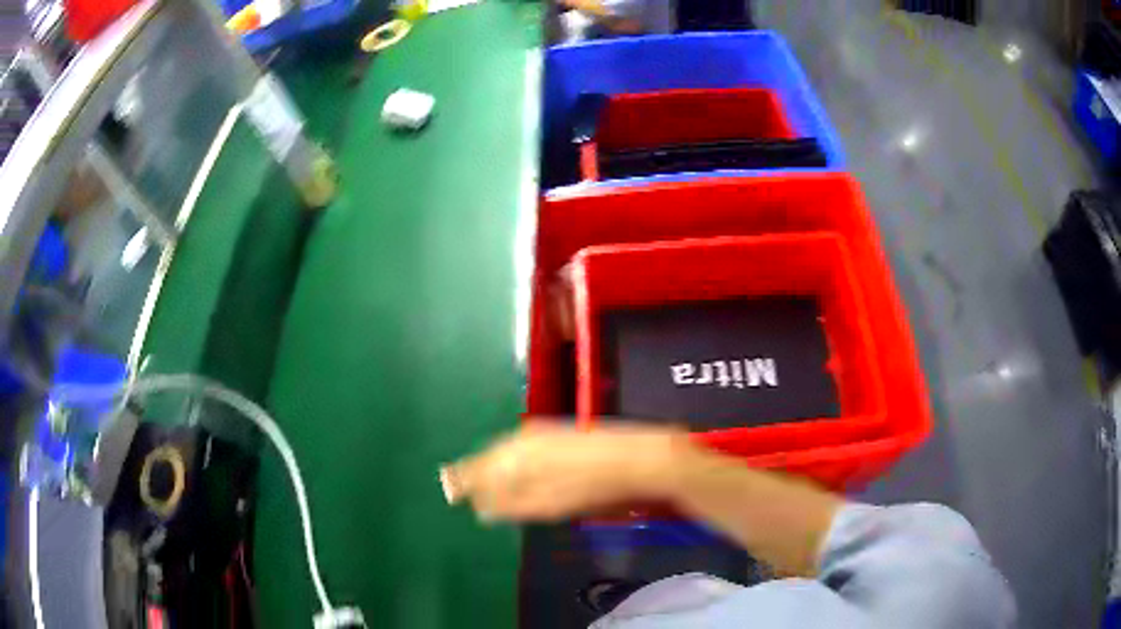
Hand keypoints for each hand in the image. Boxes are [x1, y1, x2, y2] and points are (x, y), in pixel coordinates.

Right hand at [441, 422, 684, 522]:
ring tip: (483, 478)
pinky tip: (518, 466)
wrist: (636, 459)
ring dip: (491, 464)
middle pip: (488, 458)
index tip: (449, 491)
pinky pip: (522, 444)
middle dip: (473, 473)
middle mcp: (522, 439)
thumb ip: (507, 505)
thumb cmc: (590, 490)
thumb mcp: (545, 506)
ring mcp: (542, 433)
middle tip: (458, 485)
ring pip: (504, 449)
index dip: (462, 482)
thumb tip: (479, 508)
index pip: (476, 470)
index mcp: (514, 457)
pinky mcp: (559, 431)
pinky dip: (512, 456)